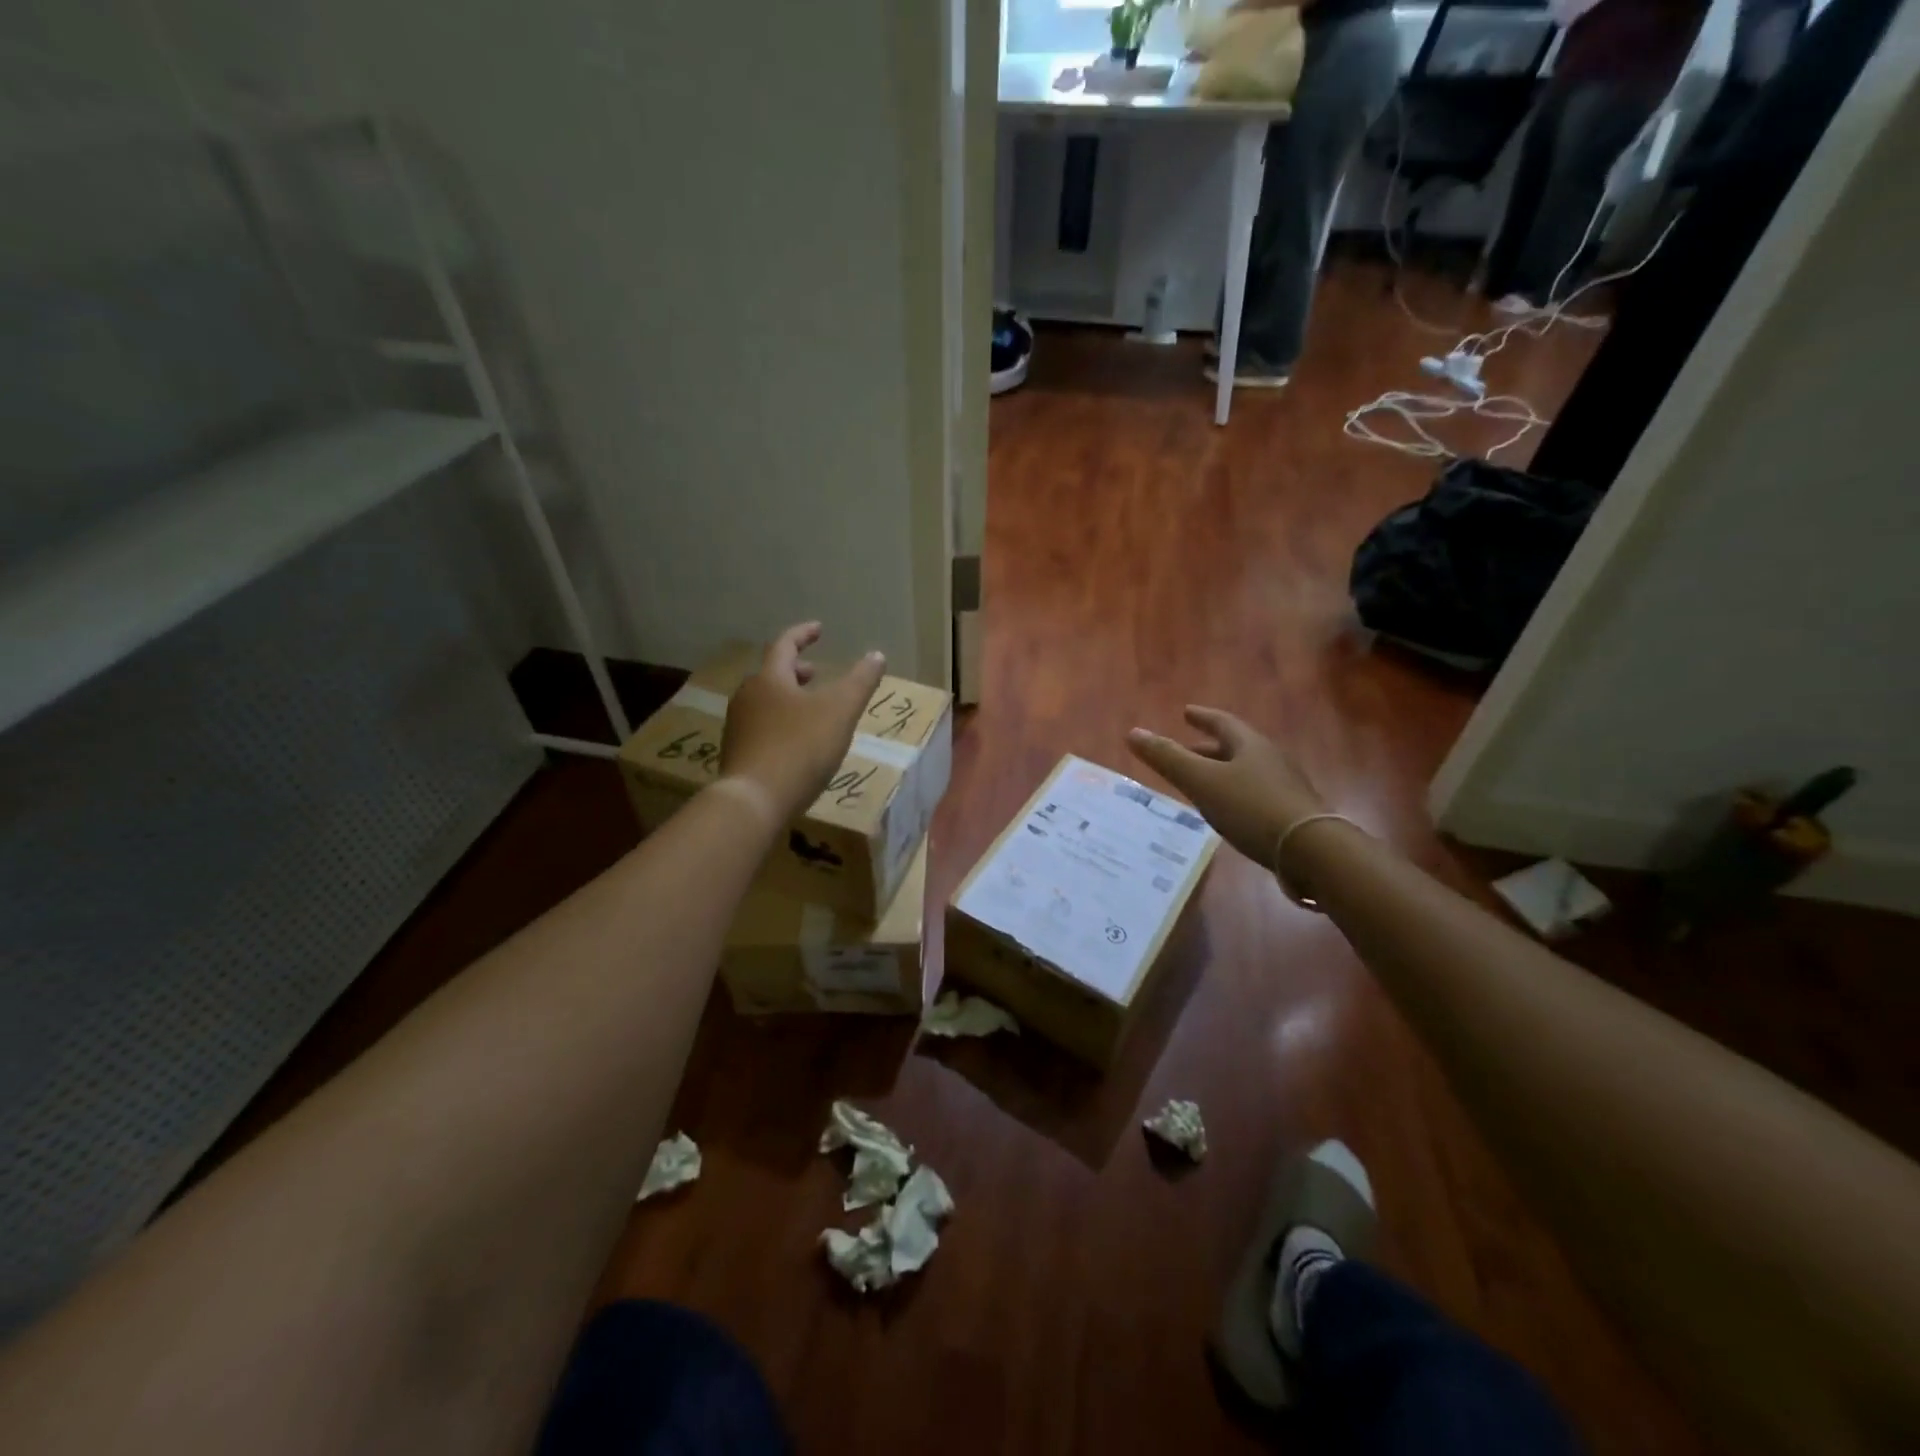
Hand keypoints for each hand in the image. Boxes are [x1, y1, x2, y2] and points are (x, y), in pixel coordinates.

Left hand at [721, 622, 885, 818]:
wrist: (754, 801)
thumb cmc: (800, 748)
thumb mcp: (840, 711)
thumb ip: (860, 682)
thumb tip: (877, 655)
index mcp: (769, 679)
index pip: (785, 645)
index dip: (803, 634)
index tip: (819, 629)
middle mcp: (747, 697)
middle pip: (771, 675)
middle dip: (795, 671)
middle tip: (815, 674)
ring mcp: (737, 727)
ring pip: (764, 702)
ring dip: (787, 699)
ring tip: (809, 710)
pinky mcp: (736, 756)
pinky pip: (761, 728)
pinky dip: (780, 724)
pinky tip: (795, 744)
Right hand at [1127, 707, 1325, 866]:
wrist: (1311, 851)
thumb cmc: (1251, 808)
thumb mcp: (1201, 782)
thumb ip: (1167, 759)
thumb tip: (1133, 732)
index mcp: (1250, 745)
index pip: (1222, 723)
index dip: (1202, 716)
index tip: (1186, 711)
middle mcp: (1271, 759)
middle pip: (1236, 747)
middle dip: (1209, 747)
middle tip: (1187, 749)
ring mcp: (1285, 787)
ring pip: (1247, 772)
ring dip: (1223, 772)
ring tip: (1203, 783)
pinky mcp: (1292, 814)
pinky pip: (1257, 795)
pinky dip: (1236, 795)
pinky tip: (1228, 812)